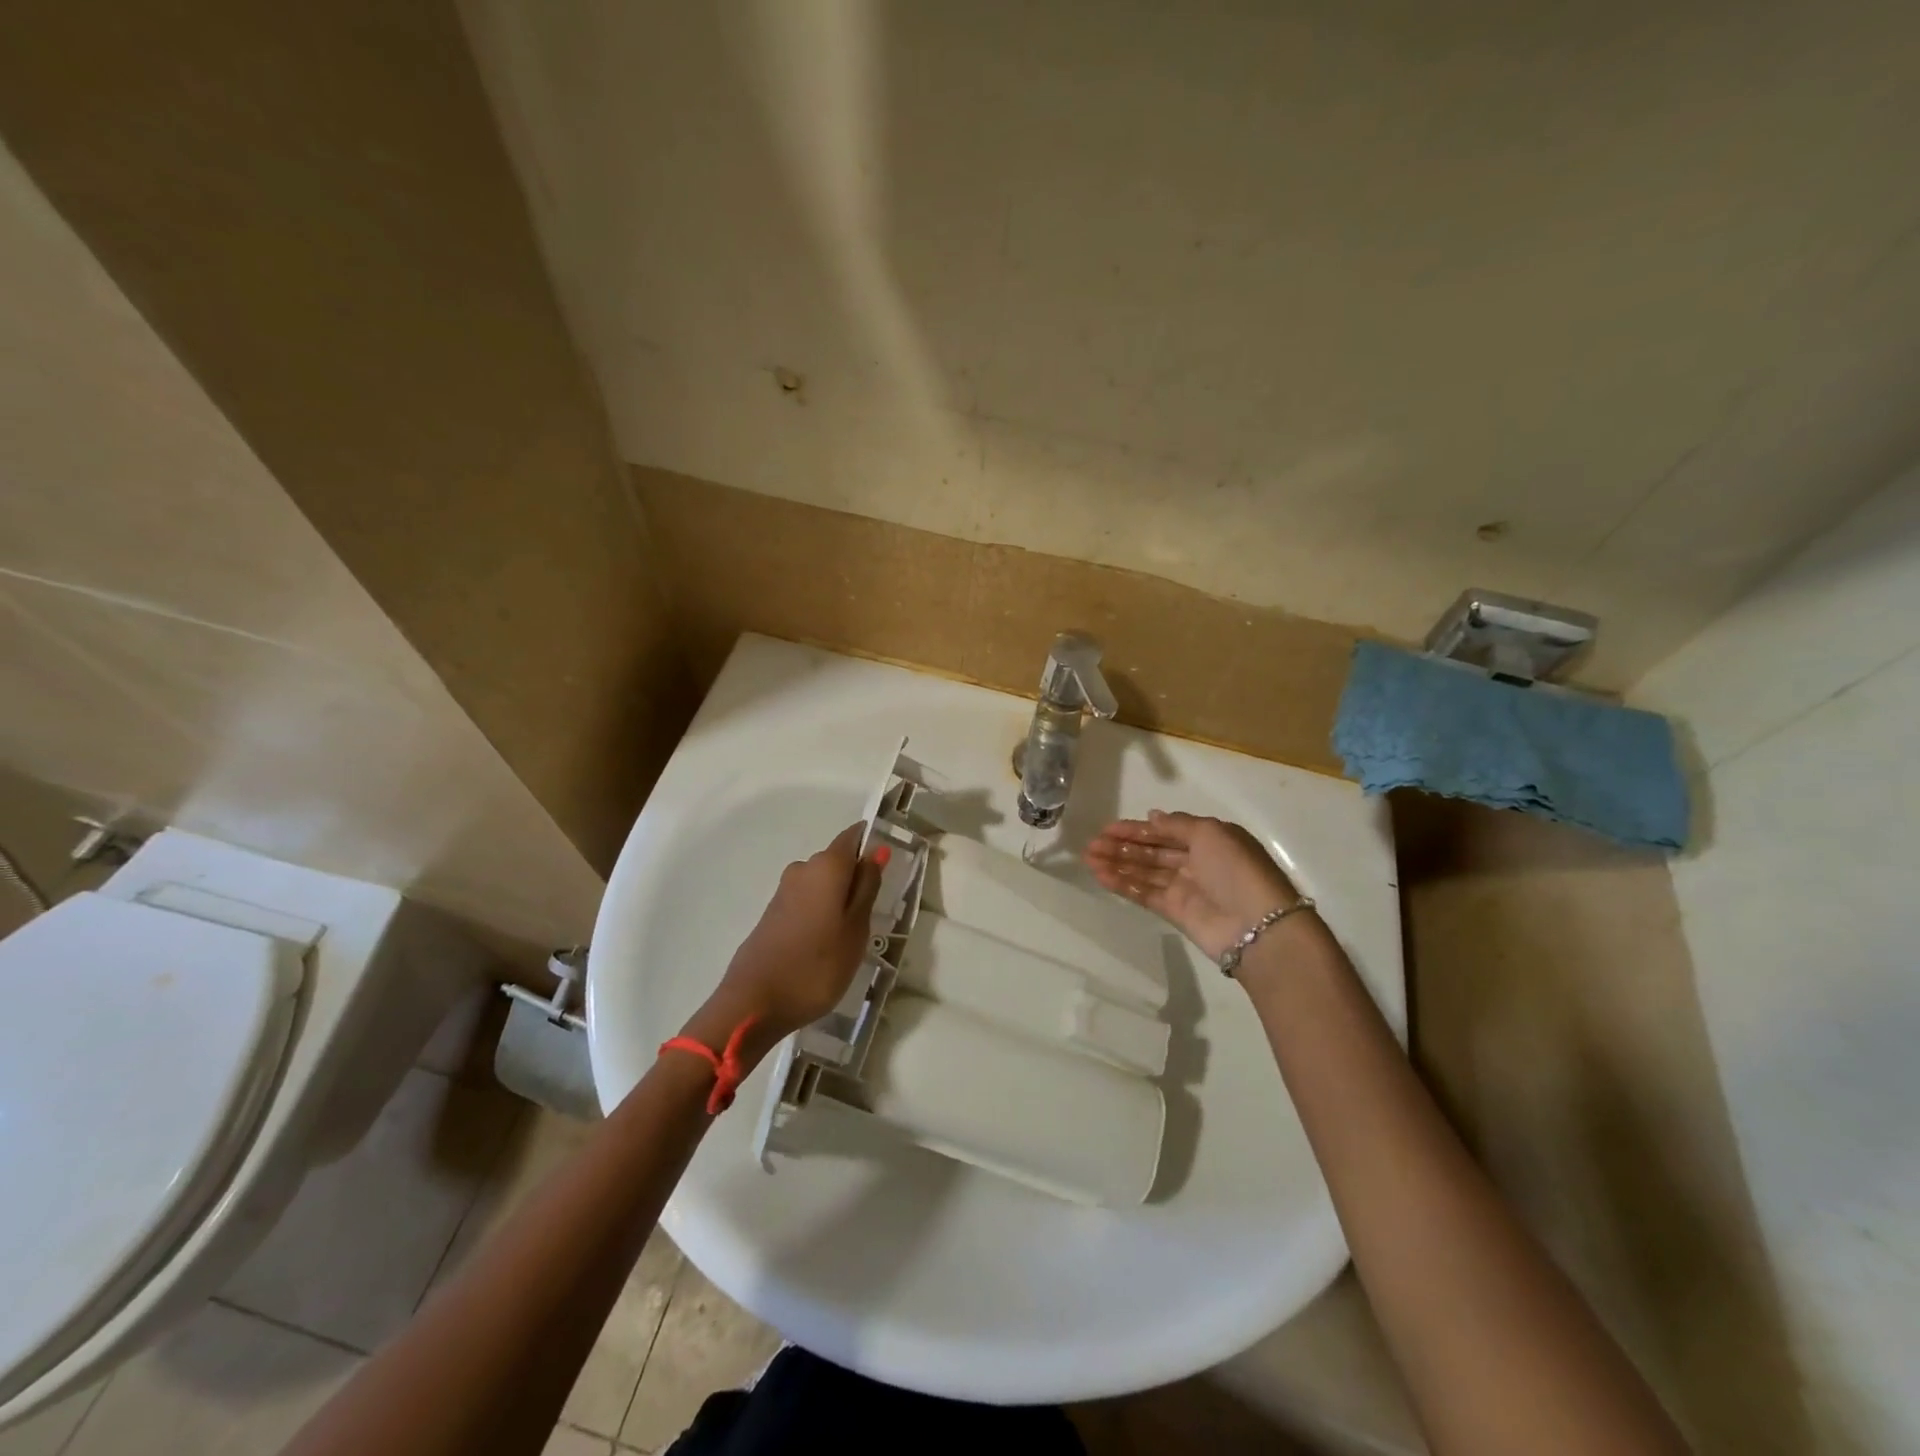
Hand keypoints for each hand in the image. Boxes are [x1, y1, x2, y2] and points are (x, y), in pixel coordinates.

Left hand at [690, 823, 885, 1051]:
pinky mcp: (772, 914)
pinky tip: (826, 945)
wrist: (754, 1004)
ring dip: (839, 901)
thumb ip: (867, 887)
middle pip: (838, 862)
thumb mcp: (856, 928)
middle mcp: (802, 869)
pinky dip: (821, 915)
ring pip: (822, 884)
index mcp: (826, 866)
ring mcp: (783, 892)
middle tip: (875, 916)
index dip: (872, 844)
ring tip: (851, 938)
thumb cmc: (817, 966)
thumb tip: (876, 850)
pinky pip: (807, 902)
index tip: (889, 869)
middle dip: (857, 880)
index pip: (853, 836)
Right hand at [1085, 810, 1302, 960]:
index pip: (1165, 831)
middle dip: (1122, 846)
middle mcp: (1195, 861)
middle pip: (1152, 851)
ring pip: (1144, 871)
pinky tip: (1101, 876)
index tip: (1107, 828)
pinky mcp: (1174, 911)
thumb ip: (1178, 824)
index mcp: (1209, 839)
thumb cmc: (1236, 869)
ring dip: (1117, 863)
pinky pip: (1144, 893)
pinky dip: (1123, 884)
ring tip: (1089, 858)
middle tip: (1091, 844)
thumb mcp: (1211, 833)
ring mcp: (1184, 888)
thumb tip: (1153, 816)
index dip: (1137, 829)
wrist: (1257, 925)